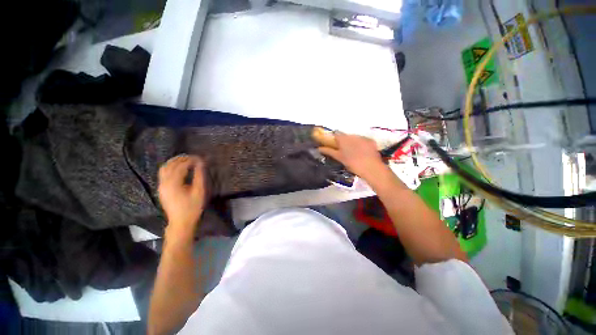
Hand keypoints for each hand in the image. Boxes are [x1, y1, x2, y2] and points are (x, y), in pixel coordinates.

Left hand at [158, 155, 206, 232]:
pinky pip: (163, 173)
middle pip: (170, 164)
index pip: (181, 165)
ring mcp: (161, 185)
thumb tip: (201, 164)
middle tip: (194, 157)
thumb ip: (199, 176)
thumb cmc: (192, 207)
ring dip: (175, 162)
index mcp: (173, 183)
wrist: (180, 222)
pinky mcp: (162, 188)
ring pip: (164, 168)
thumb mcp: (199, 191)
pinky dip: (171, 167)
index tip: (200, 159)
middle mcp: (164, 182)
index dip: (191, 160)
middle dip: (182, 159)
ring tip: (186, 160)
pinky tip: (179, 168)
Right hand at [318, 133, 387, 182]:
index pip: (336, 134)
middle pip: (346, 136)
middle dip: (344, 141)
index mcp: (343, 139)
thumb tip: (319, 148)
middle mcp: (353, 135)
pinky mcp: (371, 141)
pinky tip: (362, 152)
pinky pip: (363, 140)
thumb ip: (329, 151)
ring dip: (352, 142)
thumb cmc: (352, 163)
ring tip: (354, 153)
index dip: (334, 138)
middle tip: (344, 151)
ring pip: (354, 138)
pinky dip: (361, 144)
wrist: (371, 168)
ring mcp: (363, 137)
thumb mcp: (339, 157)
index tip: (334, 144)